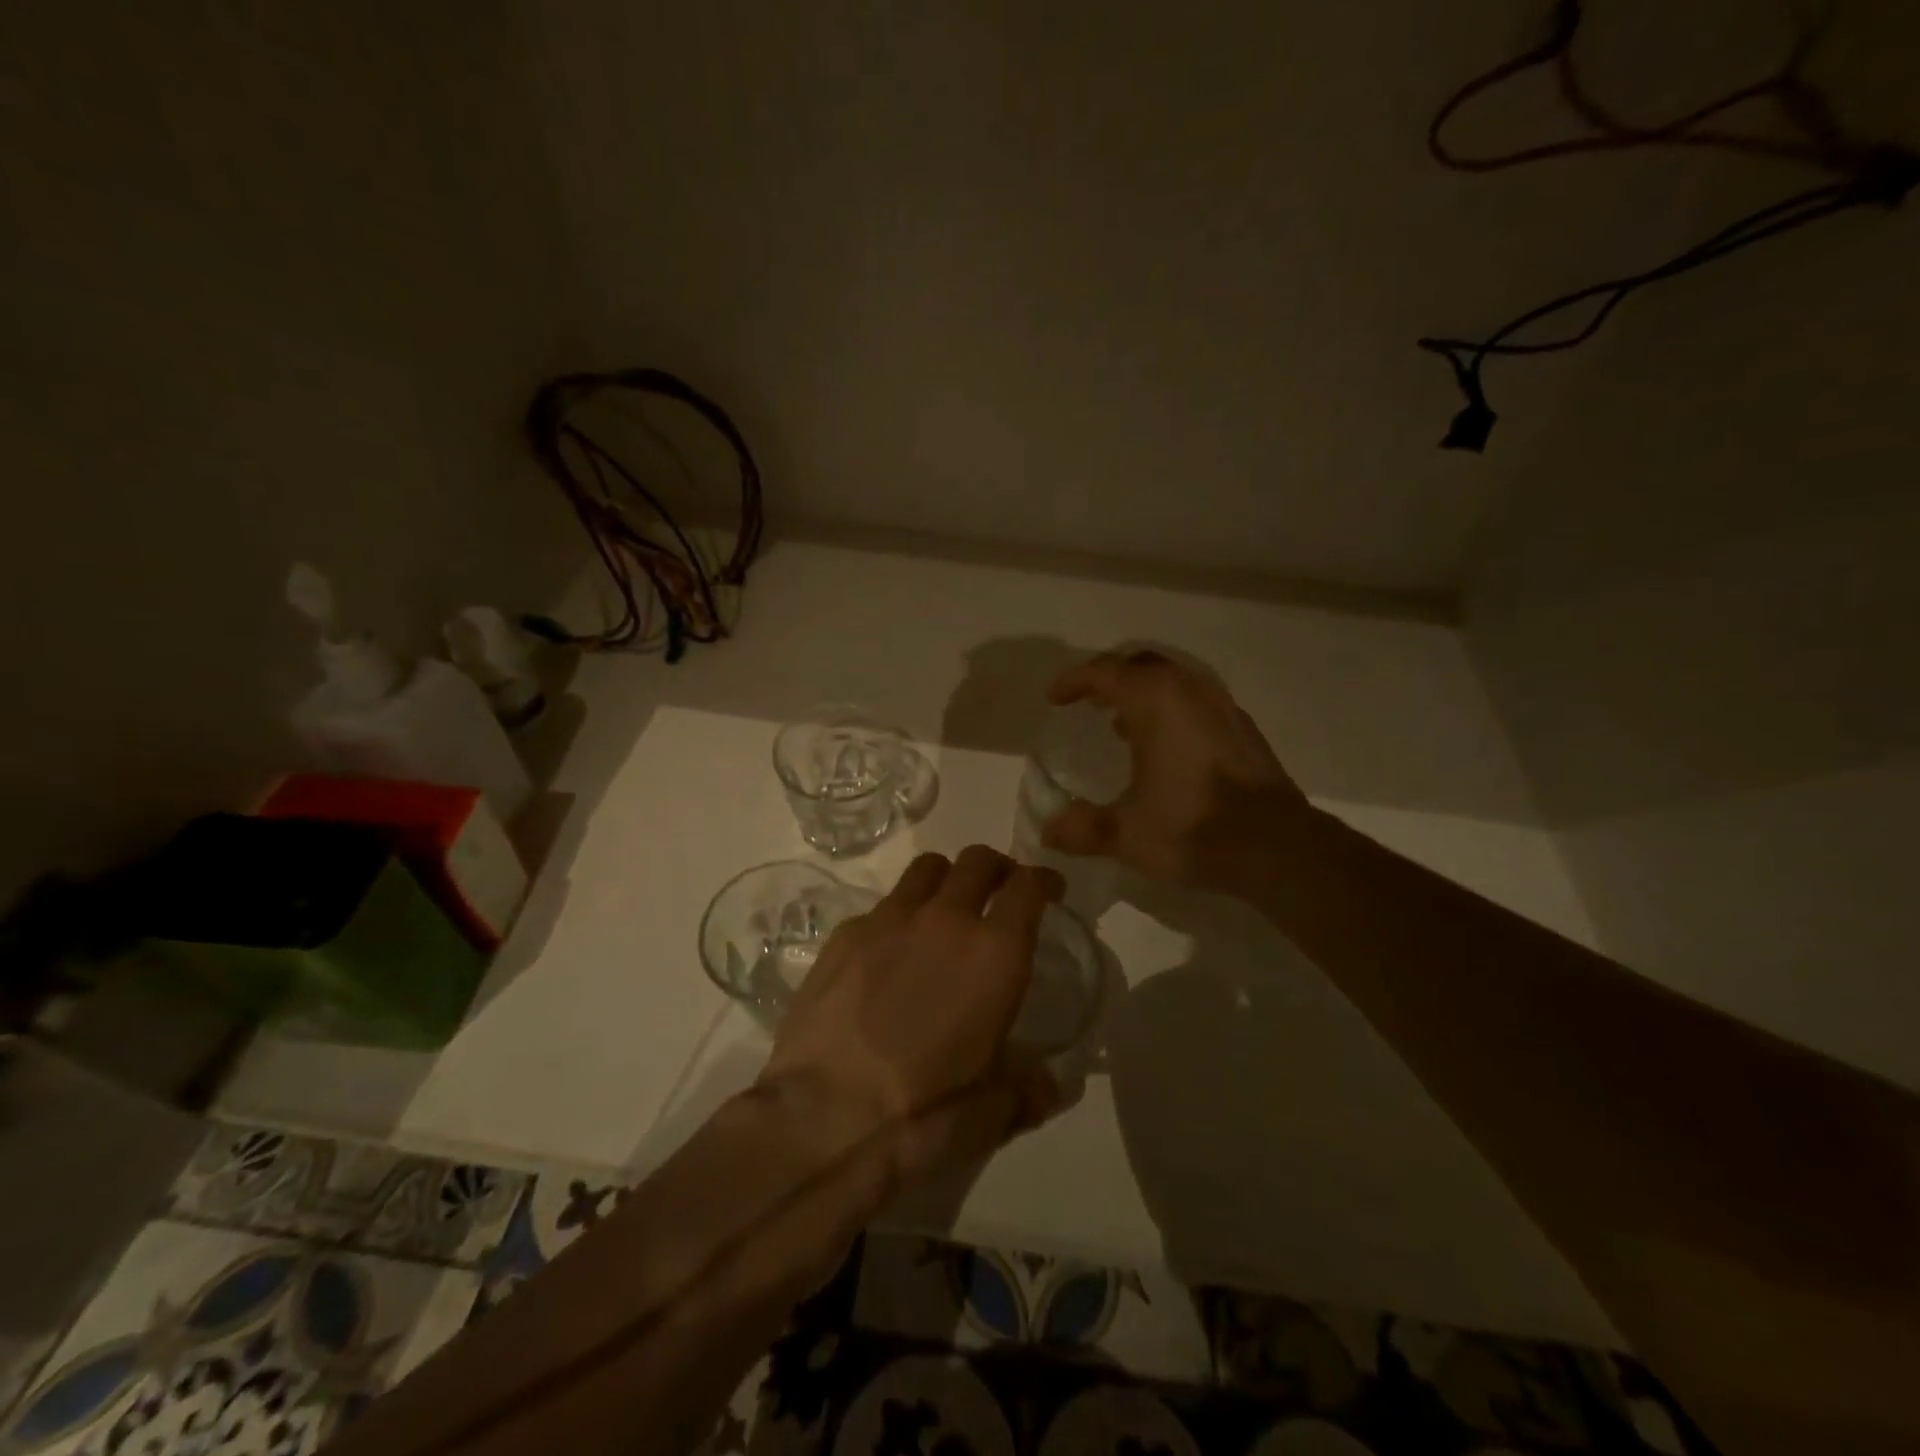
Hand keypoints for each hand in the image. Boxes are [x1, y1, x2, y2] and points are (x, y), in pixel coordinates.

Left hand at [757, 847, 1065, 1183]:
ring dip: (946, 880)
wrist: (821, 1120)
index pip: (1028, 886)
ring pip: (926, 869)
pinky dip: (897, 918)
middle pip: (977, 860)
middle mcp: (944, 920)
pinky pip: (881, 907)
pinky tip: (888, 957)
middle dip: (995, 869)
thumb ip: (1026, 1090)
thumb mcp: (990, 1115)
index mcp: (994, 954)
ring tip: (944, 911)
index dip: (1043, 880)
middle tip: (998, 892)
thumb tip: (1047, 1086)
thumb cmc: (922, 1117)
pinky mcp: (844, 935)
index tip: (1048, 890)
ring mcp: (888, 920)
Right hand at [1041, 650, 1313, 897]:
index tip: (1055, 698)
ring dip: (1143, 695)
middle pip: (1143, 666)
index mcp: (1157, 702)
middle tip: (1088, 703)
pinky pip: (1197, 703)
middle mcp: (1191, 692)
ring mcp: (1223, 708)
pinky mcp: (1244, 731)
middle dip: (1111, 679)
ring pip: (1174, 683)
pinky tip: (1166, 750)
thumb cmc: (1193, 828)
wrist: (1277, 847)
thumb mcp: (1126, 834)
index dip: (1075, 681)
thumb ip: (1081, 828)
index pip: (1106, 672)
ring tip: (1122, 726)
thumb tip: (1047, 830)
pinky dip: (1171, 712)